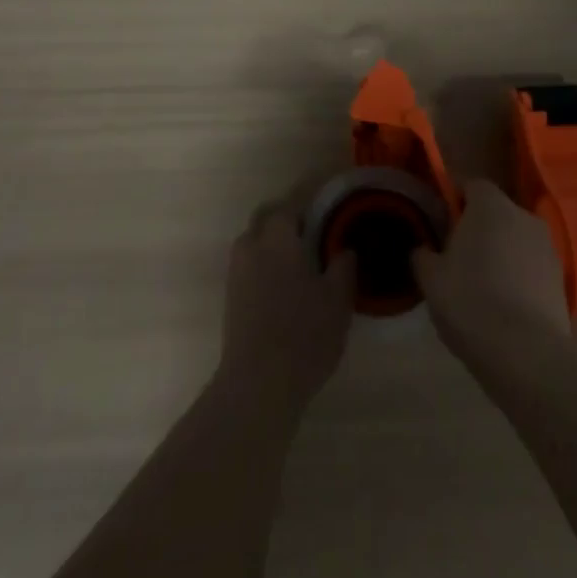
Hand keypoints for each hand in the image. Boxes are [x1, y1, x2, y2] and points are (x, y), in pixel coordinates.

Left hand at [216, 188, 355, 416]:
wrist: (258, 384)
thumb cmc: (304, 334)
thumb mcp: (337, 300)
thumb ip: (343, 267)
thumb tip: (345, 249)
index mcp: (278, 236)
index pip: (294, 201)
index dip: (311, 194)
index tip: (327, 193)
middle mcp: (252, 244)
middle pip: (268, 216)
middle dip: (289, 215)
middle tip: (315, 227)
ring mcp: (237, 270)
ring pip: (256, 239)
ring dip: (275, 239)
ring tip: (302, 256)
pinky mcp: (231, 295)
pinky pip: (250, 262)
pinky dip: (266, 261)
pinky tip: (286, 282)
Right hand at [412, 179, 569, 367]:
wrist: (527, 355)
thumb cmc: (471, 302)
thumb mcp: (431, 279)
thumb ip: (423, 255)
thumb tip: (424, 249)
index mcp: (490, 205)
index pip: (471, 185)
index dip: (455, 201)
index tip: (441, 225)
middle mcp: (524, 216)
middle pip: (496, 212)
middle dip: (479, 229)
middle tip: (458, 257)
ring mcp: (548, 248)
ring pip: (516, 241)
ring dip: (502, 254)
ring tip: (483, 287)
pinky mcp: (562, 281)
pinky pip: (532, 268)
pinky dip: (520, 278)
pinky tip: (506, 307)